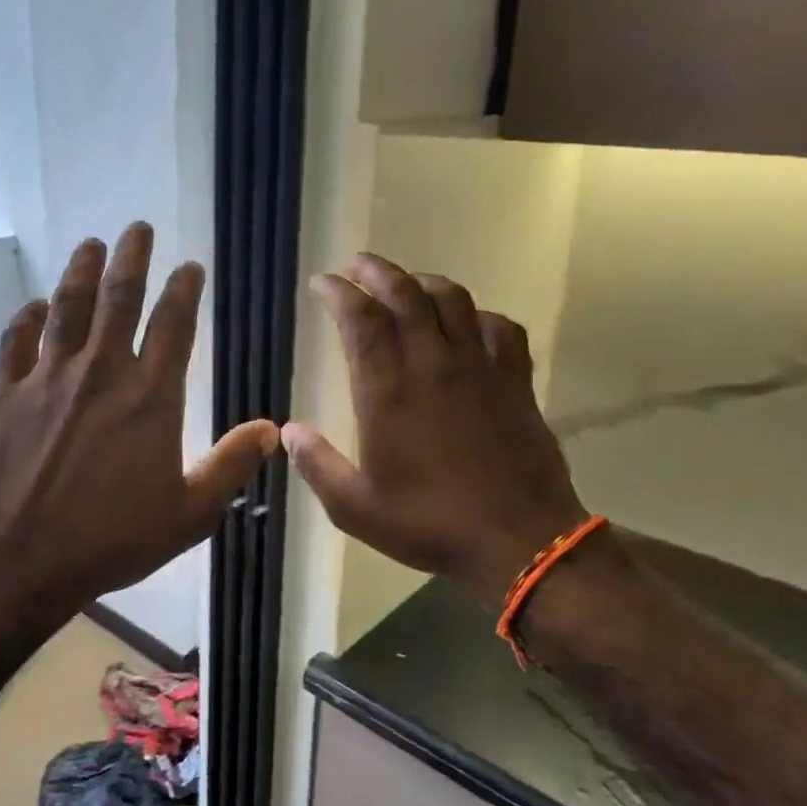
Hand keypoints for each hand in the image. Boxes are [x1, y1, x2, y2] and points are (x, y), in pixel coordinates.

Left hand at [0, 223, 278, 623]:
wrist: (21, 559)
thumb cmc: (111, 540)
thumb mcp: (188, 514)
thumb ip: (231, 466)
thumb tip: (272, 428)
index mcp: (150, 398)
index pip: (173, 326)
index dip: (183, 290)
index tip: (189, 266)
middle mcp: (101, 374)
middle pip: (119, 298)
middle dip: (131, 258)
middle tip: (137, 228)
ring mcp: (48, 379)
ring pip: (67, 308)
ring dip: (81, 271)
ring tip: (91, 243)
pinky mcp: (7, 394)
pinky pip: (15, 342)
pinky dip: (25, 319)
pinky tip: (34, 305)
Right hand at [282, 253, 588, 607]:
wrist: (518, 540)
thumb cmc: (429, 523)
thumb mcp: (355, 507)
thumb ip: (317, 465)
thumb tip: (288, 431)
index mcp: (387, 390)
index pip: (360, 319)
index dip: (339, 292)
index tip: (323, 283)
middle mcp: (432, 364)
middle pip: (405, 294)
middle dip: (377, 271)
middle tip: (358, 265)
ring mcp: (479, 368)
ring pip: (453, 300)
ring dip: (424, 282)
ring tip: (407, 284)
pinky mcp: (515, 381)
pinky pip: (502, 329)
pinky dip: (480, 316)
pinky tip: (470, 324)